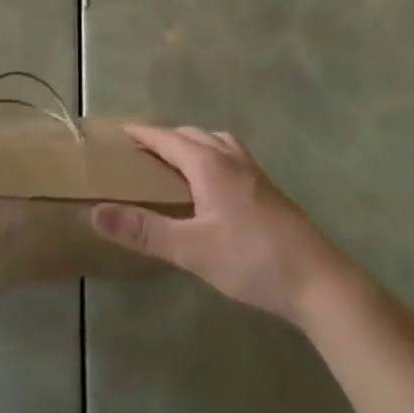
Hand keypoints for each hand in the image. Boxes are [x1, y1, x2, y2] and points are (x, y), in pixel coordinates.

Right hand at [92, 125, 353, 326]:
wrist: (317, 280)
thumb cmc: (250, 259)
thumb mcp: (191, 249)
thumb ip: (143, 231)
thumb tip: (96, 211)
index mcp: (208, 164)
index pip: (167, 137)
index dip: (143, 134)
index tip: (121, 131)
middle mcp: (230, 158)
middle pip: (192, 134)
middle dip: (165, 136)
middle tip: (143, 150)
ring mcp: (253, 172)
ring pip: (216, 141)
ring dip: (193, 142)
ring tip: (178, 158)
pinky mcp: (268, 189)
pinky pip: (231, 155)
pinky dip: (213, 154)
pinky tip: (215, 182)